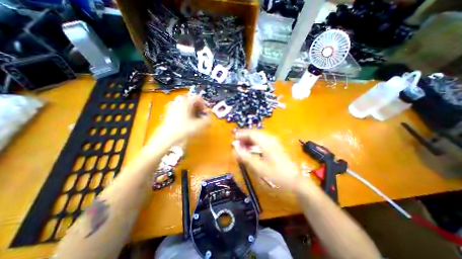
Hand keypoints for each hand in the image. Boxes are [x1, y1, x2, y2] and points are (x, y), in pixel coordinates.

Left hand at [157, 95, 210, 143]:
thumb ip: (207, 121)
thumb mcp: (198, 125)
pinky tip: (187, 122)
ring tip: (194, 120)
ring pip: (187, 106)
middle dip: (198, 109)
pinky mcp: (170, 112)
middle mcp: (179, 102)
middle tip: (200, 117)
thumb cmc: (183, 129)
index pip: (198, 98)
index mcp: (186, 103)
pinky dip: (187, 114)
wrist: (166, 136)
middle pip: (192, 102)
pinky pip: (181, 110)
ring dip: (193, 112)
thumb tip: (209, 118)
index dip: (204, 105)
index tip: (204, 112)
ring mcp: (173, 107)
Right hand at [235, 131, 303, 189]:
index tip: (233, 139)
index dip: (241, 134)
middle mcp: (271, 139)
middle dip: (245, 137)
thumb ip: (245, 157)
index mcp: (266, 143)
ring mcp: (275, 143)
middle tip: (237, 144)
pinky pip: (263, 141)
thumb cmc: (276, 175)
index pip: (251, 133)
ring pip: (259, 137)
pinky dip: (255, 144)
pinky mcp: (276, 147)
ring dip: (250, 140)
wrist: (296, 181)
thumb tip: (234, 149)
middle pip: (255, 134)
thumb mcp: (259, 168)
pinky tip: (253, 150)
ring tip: (243, 147)